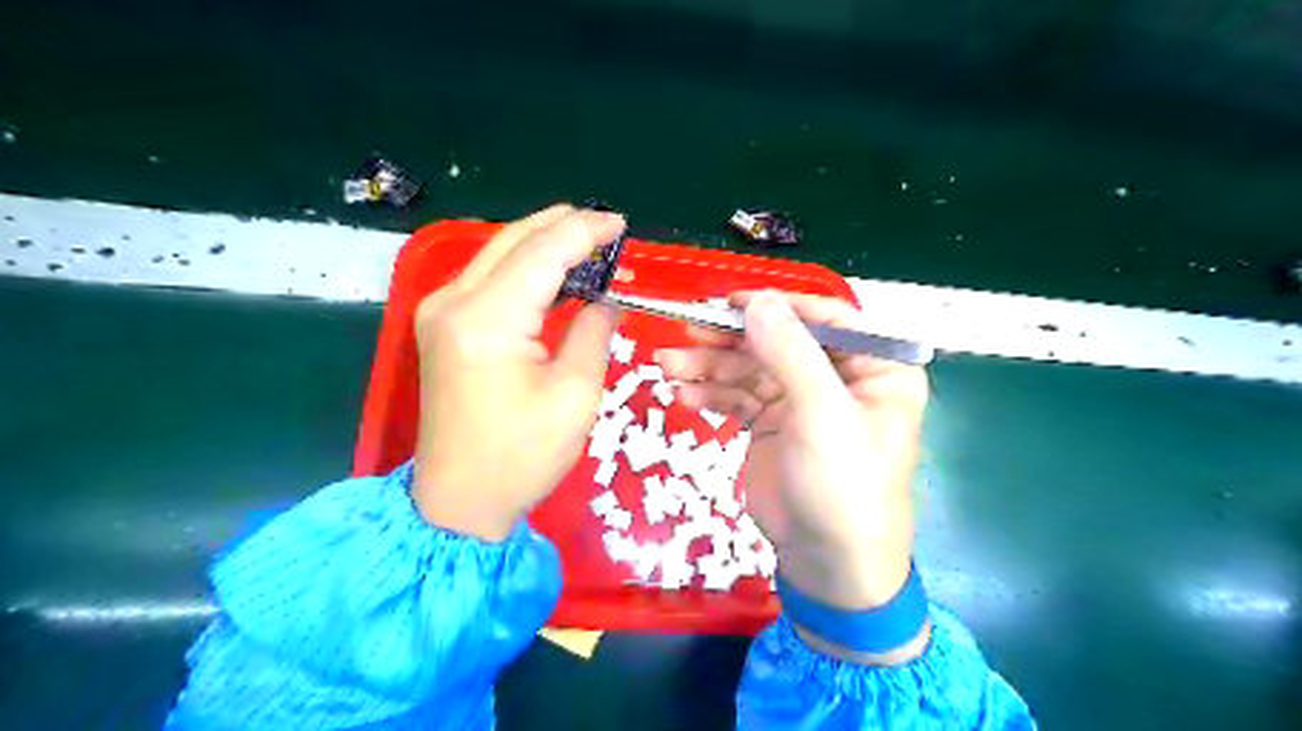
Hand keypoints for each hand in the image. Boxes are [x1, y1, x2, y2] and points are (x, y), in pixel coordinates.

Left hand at [411, 205, 623, 542]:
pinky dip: (525, 269)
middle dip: (563, 226)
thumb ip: (593, 333)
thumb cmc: (521, 456)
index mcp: (487, 319)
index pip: (543, 253)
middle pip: (514, 240)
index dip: (586, 232)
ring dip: (544, 245)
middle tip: (608, 229)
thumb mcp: (575, 394)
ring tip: (590, 244)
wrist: (458, 502)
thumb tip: (607, 300)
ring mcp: (440, 312)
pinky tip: (556, 275)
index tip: (622, 225)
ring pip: (498, 254)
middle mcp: (453, 302)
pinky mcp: (441, 327)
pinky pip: (488, 279)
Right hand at [662, 294, 923, 657]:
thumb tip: (758, 300)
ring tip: (668, 365)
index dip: (778, 305)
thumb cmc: (843, 483)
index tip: (731, 300)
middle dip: (731, 340)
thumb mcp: (822, 412)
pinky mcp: (773, 425)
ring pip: (752, 368)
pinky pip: (739, 398)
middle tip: (685, 331)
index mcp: (874, 367)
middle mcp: (838, 377)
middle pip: (779, 341)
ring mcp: (802, 401)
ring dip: (710, 365)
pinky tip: (683, 395)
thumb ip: (790, 351)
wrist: (827, 562)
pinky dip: (712, 394)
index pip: (827, 318)